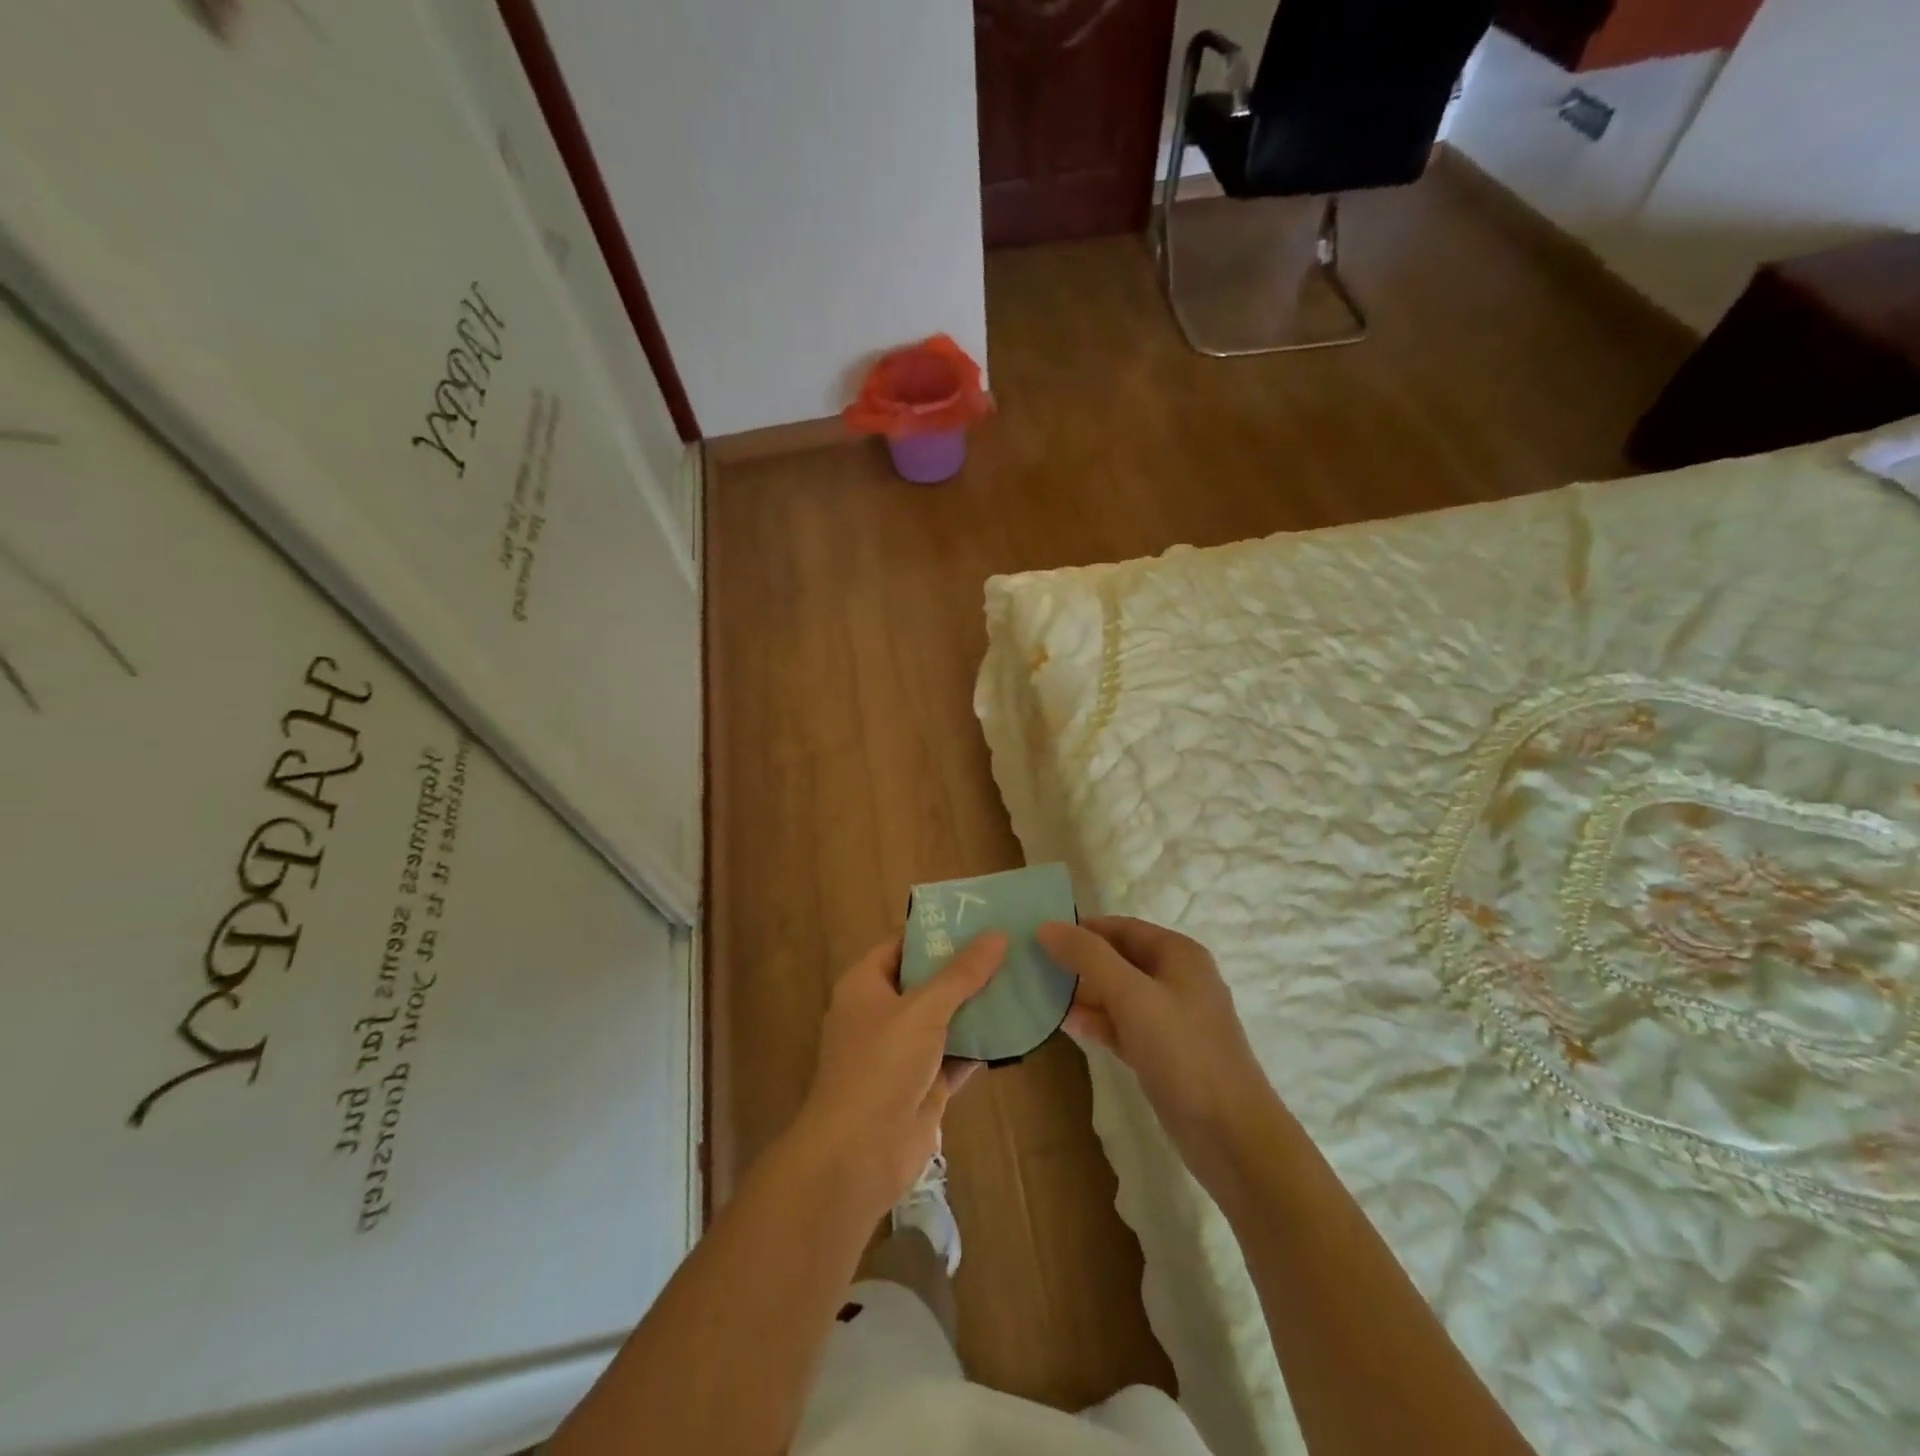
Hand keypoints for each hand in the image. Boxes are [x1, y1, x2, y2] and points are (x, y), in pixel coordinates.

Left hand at [794, 932, 1005, 1216]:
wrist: (860, 1153)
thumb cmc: (881, 1064)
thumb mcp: (923, 1008)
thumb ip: (961, 974)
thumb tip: (997, 935)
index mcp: (866, 985)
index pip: (902, 945)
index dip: (936, 931)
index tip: (977, 917)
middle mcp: (882, 1013)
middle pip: (927, 981)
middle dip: (965, 968)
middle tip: (1010, 945)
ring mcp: (903, 1052)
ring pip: (946, 1019)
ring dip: (978, 1006)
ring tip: (1022, 978)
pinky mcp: (925, 1085)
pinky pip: (957, 1054)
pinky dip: (982, 1044)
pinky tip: (1017, 1027)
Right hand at [1038, 917, 1273, 1187]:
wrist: (1230, 1136)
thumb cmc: (1183, 1053)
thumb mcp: (1132, 996)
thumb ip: (1088, 957)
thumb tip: (1046, 926)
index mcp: (1178, 954)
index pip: (1121, 927)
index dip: (1082, 929)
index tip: (1039, 937)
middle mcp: (1178, 979)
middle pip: (1118, 959)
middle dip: (1079, 963)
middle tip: (1034, 968)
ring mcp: (1172, 1019)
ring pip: (1119, 994)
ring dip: (1084, 994)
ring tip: (1041, 996)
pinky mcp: (1164, 1053)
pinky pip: (1124, 1026)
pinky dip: (1098, 1023)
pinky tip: (1067, 1026)